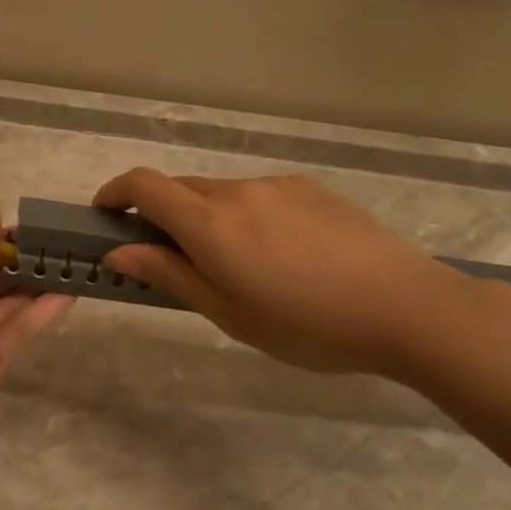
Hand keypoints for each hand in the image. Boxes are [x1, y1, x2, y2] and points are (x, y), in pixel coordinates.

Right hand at [91, 168, 478, 379]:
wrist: (406, 307)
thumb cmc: (305, 324)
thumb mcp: (227, 312)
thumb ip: (169, 274)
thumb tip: (118, 253)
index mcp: (211, 223)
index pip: (144, 185)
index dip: (115, 193)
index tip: (104, 215)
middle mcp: (239, 191)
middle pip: (181, 189)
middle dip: (161, 215)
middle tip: (170, 260)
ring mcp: (279, 185)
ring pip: (222, 194)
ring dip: (207, 219)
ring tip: (236, 267)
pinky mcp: (311, 189)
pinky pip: (259, 196)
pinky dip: (245, 217)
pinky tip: (279, 256)